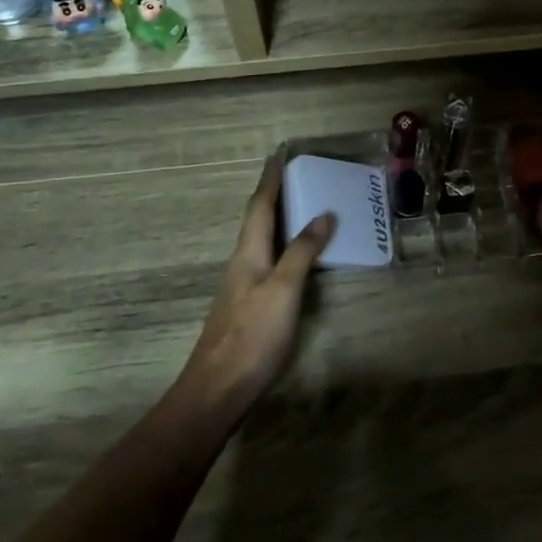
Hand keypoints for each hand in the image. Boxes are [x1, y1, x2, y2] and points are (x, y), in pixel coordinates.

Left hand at [179, 156, 335, 412]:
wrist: (218, 388)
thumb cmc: (253, 335)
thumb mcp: (283, 290)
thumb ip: (302, 252)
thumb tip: (323, 215)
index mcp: (248, 252)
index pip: (260, 205)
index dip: (271, 178)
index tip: (279, 153)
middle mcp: (242, 262)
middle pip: (258, 219)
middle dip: (275, 193)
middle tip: (296, 174)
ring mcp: (243, 284)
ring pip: (262, 240)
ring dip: (279, 218)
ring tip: (301, 206)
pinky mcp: (248, 305)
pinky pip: (268, 260)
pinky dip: (283, 245)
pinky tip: (294, 255)